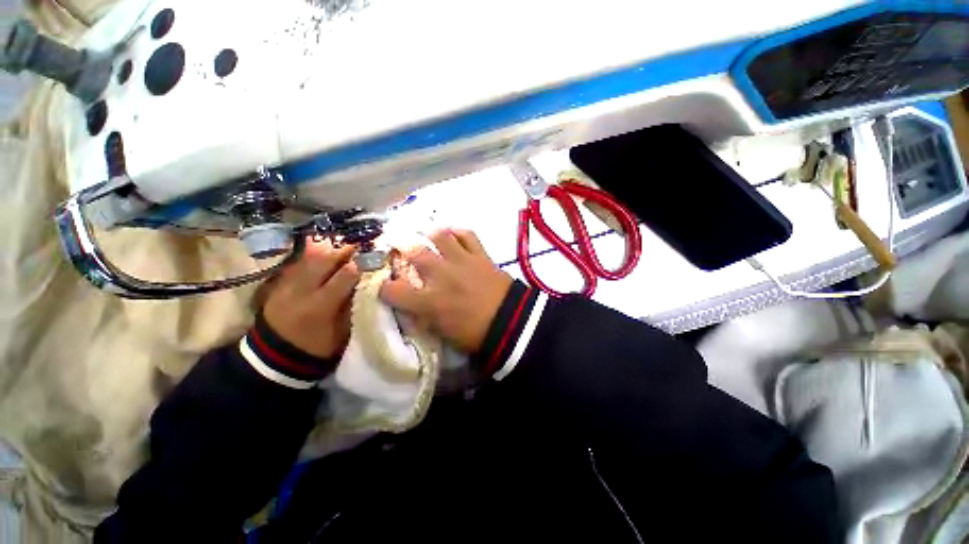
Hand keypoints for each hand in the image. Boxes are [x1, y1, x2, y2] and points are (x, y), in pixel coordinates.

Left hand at [263, 239, 360, 358]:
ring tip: (340, 249)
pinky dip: (311, 261)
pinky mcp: (277, 287)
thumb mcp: (341, 332)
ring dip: (326, 254)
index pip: (342, 277)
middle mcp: (301, 291)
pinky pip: (296, 267)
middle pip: (323, 264)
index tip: (368, 259)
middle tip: (356, 247)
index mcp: (320, 306)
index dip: (357, 266)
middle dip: (341, 253)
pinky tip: (320, 258)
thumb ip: (351, 306)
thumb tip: (362, 286)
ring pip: (308, 262)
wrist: (274, 358)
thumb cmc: (316, 347)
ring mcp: (285, 287)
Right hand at [380, 229, 512, 353]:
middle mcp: (441, 275)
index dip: (382, 286)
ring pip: (440, 235)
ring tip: (426, 234)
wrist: (510, 322)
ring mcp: (461, 261)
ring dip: (430, 234)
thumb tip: (413, 306)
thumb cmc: (475, 334)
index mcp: (429, 301)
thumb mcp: (442, 332)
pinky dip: (458, 232)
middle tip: (398, 244)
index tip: (383, 285)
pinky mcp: (480, 255)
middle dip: (400, 245)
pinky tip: (454, 234)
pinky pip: (467, 235)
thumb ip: (424, 316)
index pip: (392, 290)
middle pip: (413, 251)